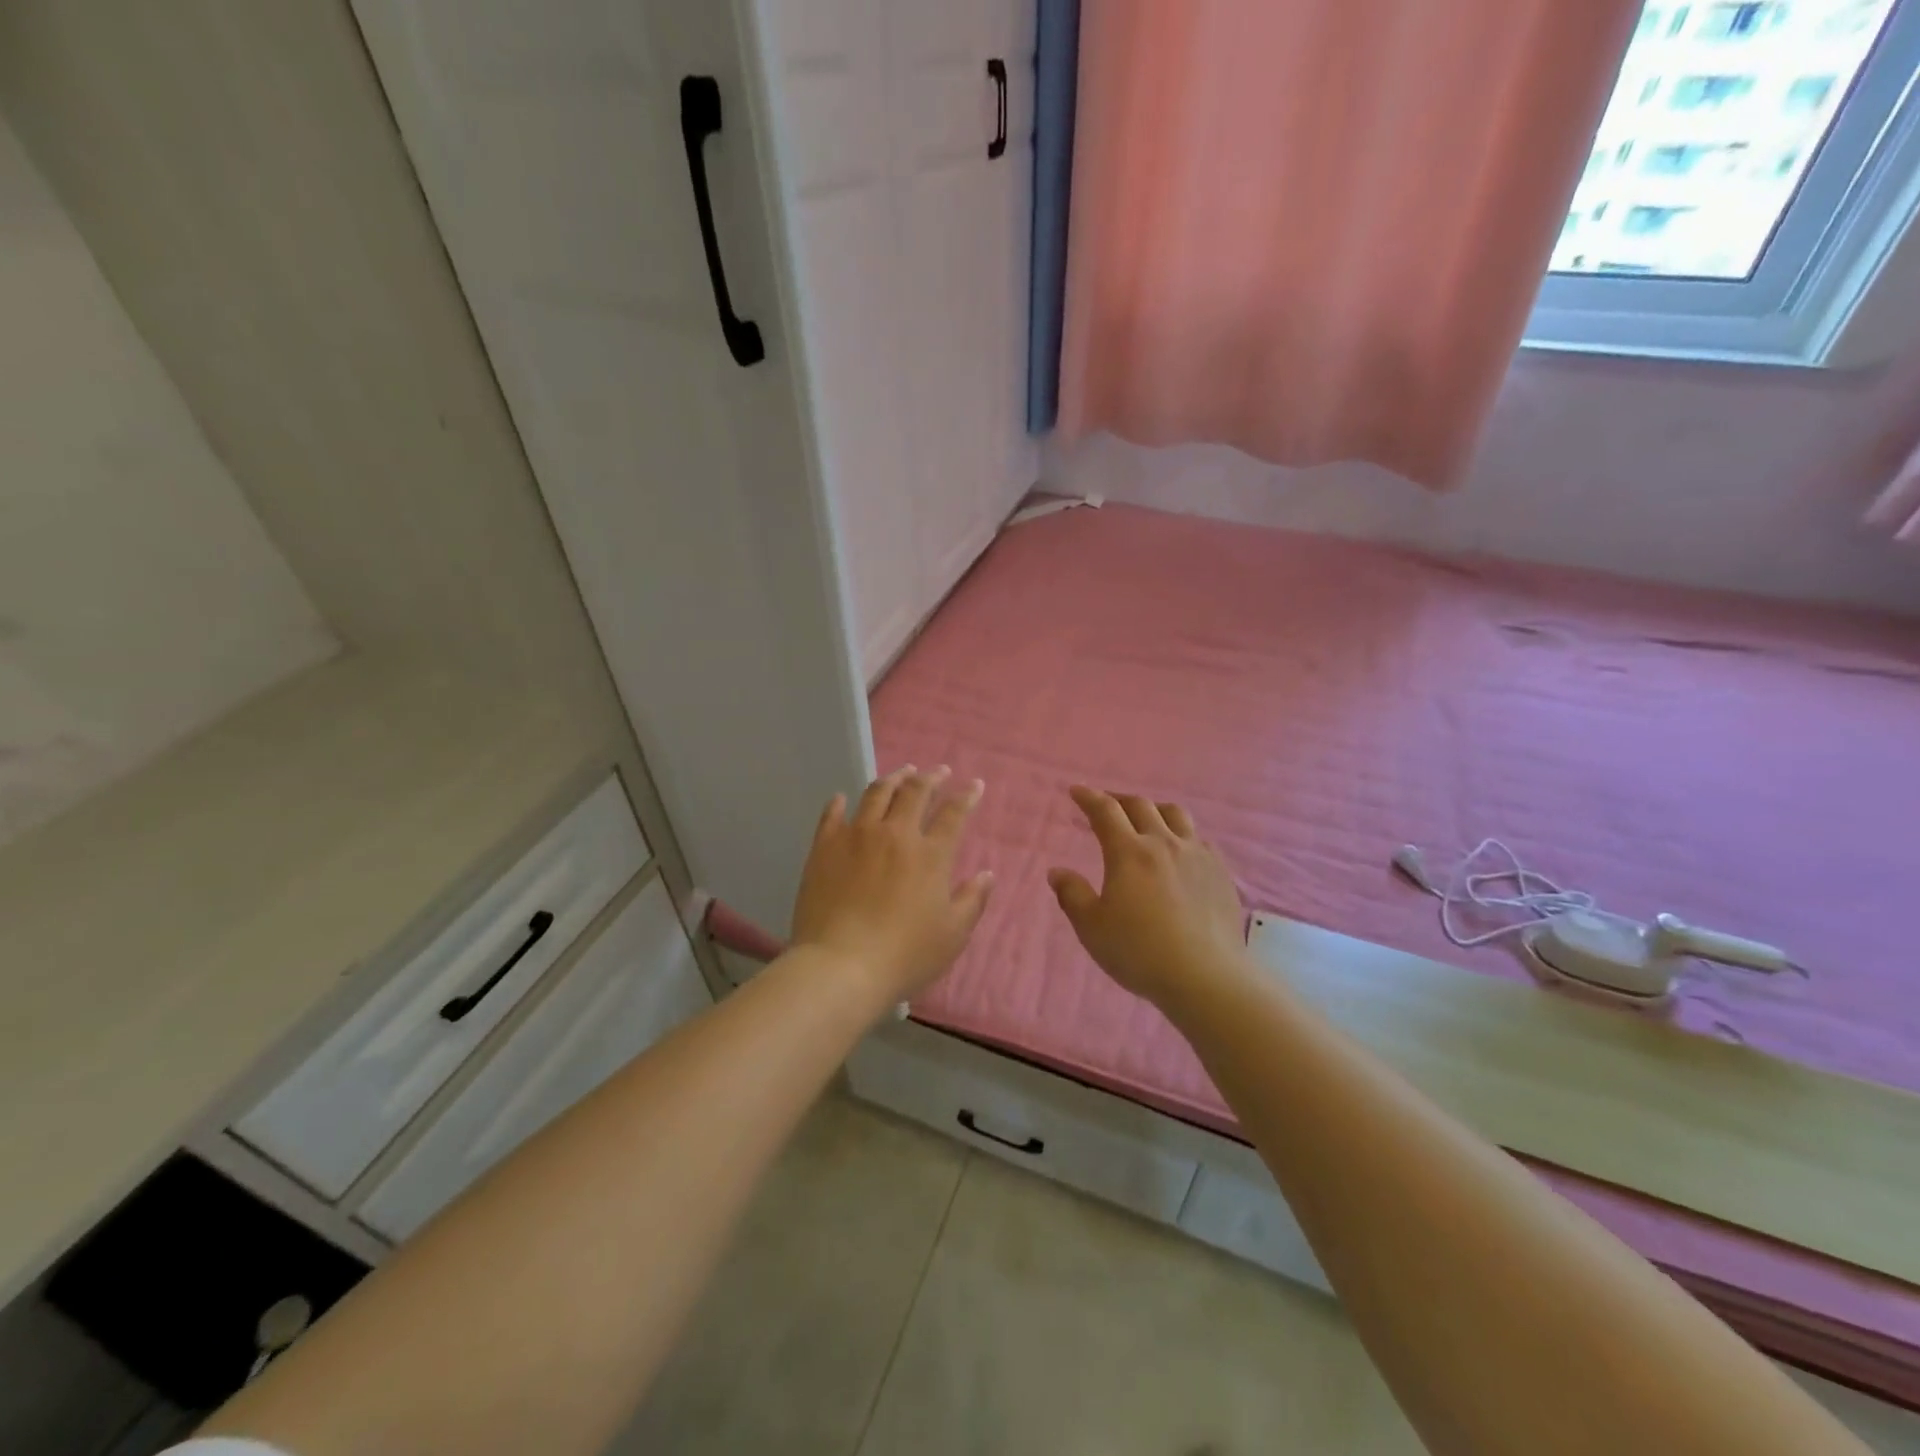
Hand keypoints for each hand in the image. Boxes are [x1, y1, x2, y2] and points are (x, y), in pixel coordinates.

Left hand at [791, 766, 993, 1004]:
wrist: (841, 965)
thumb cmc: (904, 955)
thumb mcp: (952, 935)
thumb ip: (972, 901)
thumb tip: (987, 874)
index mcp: (930, 854)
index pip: (954, 814)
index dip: (967, 796)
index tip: (975, 785)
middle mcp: (895, 834)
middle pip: (915, 792)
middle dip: (931, 777)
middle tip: (939, 771)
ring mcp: (856, 836)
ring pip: (876, 794)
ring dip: (893, 779)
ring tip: (902, 773)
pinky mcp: (824, 847)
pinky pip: (832, 815)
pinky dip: (840, 803)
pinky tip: (843, 798)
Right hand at [1049, 787, 1248, 1007]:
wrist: (1206, 977)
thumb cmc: (1140, 952)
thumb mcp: (1092, 928)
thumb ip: (1072, 895)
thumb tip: (1057, 872)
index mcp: (1129, 852)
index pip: (1105, 811)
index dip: (1089, 797)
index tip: (1076, 790)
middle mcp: (1164, 843)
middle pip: (1141, 806)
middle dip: (1119, 800)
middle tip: (1106, 804)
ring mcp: (1197, 855)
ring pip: (1175, 815)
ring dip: (1154, 809)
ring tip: (1145, 818)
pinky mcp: (1221, 872)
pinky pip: (1199, 839)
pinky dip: (1182, 834)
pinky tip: (1180, 850)